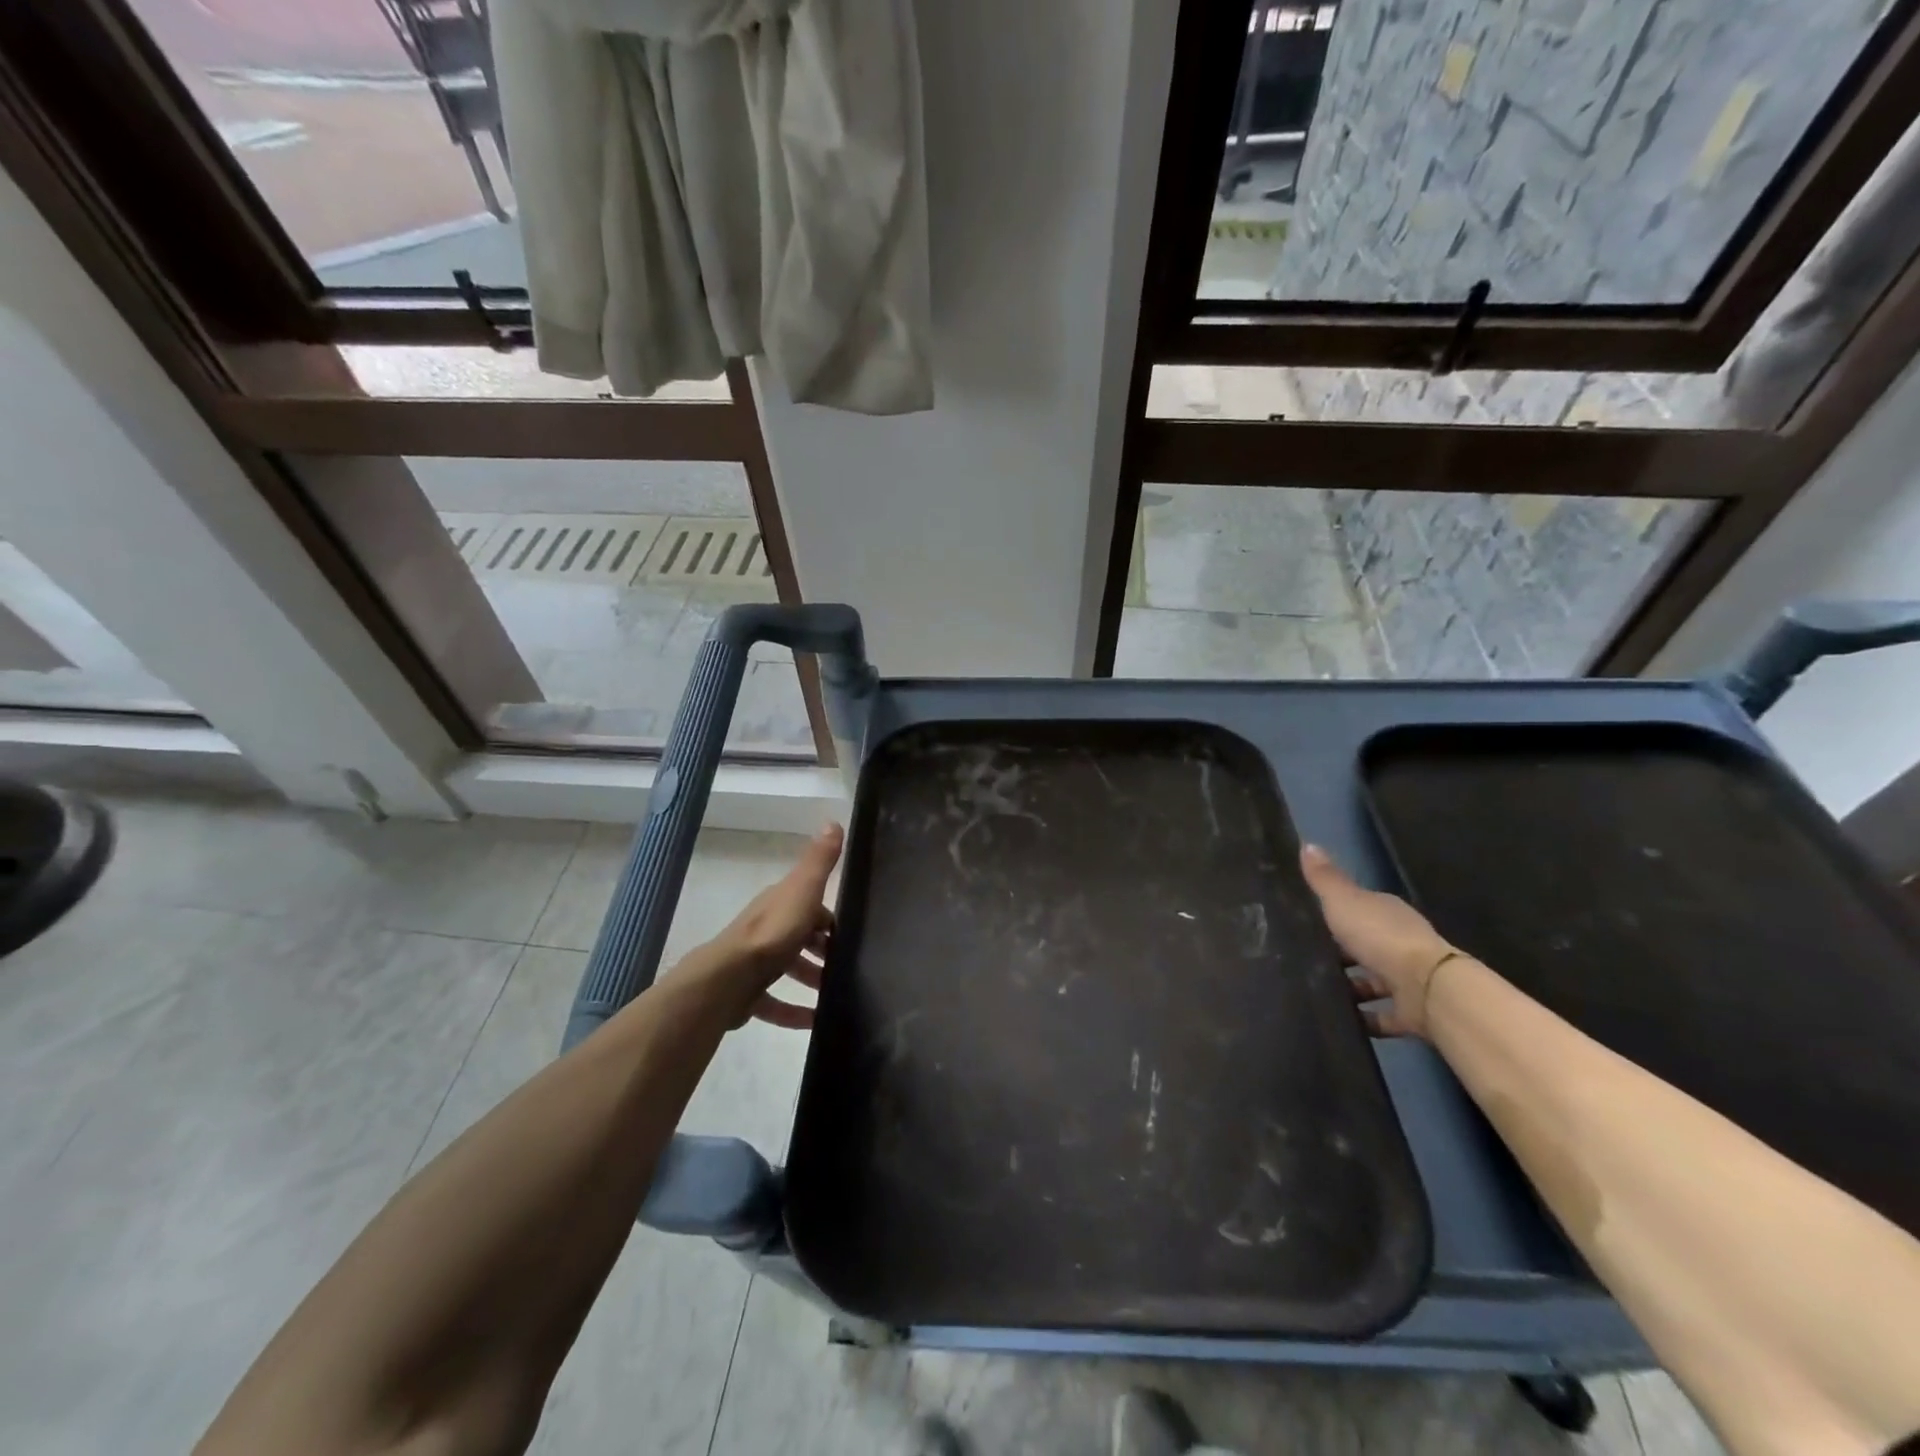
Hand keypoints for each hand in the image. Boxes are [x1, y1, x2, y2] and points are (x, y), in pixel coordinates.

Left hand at [696, 823, 842, 1029]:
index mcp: (780, 903)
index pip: (810, 905)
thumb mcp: (804, 890)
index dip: (830, 918)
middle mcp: (766, 928)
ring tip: (835, 996)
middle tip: (848, 967)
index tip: (852, 934)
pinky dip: (793, 1012)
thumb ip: (820, 861)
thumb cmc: (773, 932)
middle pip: (800, 937)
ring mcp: (755, 962)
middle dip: (823, 951)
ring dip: (811, 980)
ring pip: (788, 968)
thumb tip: (833, 821)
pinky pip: (774, 1003)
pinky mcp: (747, 994)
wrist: (728, 978)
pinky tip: (813, 1022)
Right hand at [1300, 843, 1458, 1038]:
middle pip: (1365, 946)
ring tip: (1314, 993)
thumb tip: (1307, 844)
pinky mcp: (1409, 1012)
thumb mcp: (1343, 901)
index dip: (1335, 913)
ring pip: (1372, 982)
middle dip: (1339, 954)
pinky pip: (1380, 1016)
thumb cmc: (1380, 937)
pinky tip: (1338, 1021)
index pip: (1359, 909)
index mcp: (1386, 913)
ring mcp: (1406, 979)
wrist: (1427, 988)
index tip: (1306, 921)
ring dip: (1349, 988)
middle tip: (1302, 960)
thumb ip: (1324, 879)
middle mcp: (1399, 943)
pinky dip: (1363, 1019)